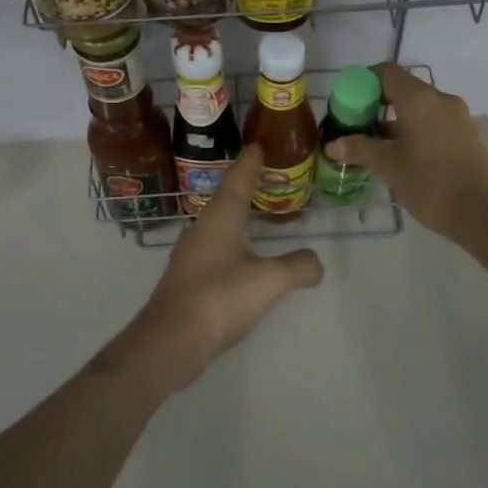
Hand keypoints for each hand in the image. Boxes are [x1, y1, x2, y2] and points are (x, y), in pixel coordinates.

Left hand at [98, 145, 323, 394]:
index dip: (251, 162)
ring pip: (220, 224)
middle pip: (227, 198)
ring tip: (261, 215)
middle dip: (247, 186)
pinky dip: (235, 243)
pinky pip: (217, 248)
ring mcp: (192, 254)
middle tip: (269, 177)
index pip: (238, 178)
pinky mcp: (189, 278)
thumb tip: (316, 261)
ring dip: (240, 216)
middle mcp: (203, 228)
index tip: (260, 145)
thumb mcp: (269, 280)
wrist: (170, 341)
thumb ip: (298, 266)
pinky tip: (245, 258)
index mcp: (220, 217)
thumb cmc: (219, 298)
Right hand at [322, 62, 487, 245]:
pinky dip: (413, 129)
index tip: (347, 105)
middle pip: (402, 88)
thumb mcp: (389, 166)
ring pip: (418, 107)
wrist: (482, 213)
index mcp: (419, 99)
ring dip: (394, 119)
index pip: (386, 72)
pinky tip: (401, 155)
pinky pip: (433, 121)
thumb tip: (332, 144)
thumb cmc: (430, 183)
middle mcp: (440, 99)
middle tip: (356, 127)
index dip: (362, 83)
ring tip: (374, 146)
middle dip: (376, 104)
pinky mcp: (466, 134)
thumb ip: (359, 149)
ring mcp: (457, 116)